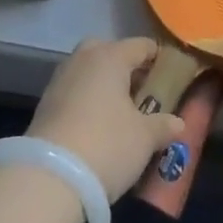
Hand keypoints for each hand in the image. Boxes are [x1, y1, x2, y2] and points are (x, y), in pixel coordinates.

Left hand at [28, 38, 187, 201]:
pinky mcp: (45, 104)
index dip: (159, 58)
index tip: (173, 75)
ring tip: (122, 113)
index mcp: (110, 56)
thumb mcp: (145, 138)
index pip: (141, 45)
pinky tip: (97, 126)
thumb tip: (178, 123)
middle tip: (143, 92)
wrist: (49, 177)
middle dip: (126, 68)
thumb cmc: (107, 145)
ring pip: (88, 72)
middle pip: (109, 52)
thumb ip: (163, 125)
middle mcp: (82, 59)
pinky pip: (74, 92)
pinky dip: (87, 102)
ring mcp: (60, 79)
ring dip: (104, 86)